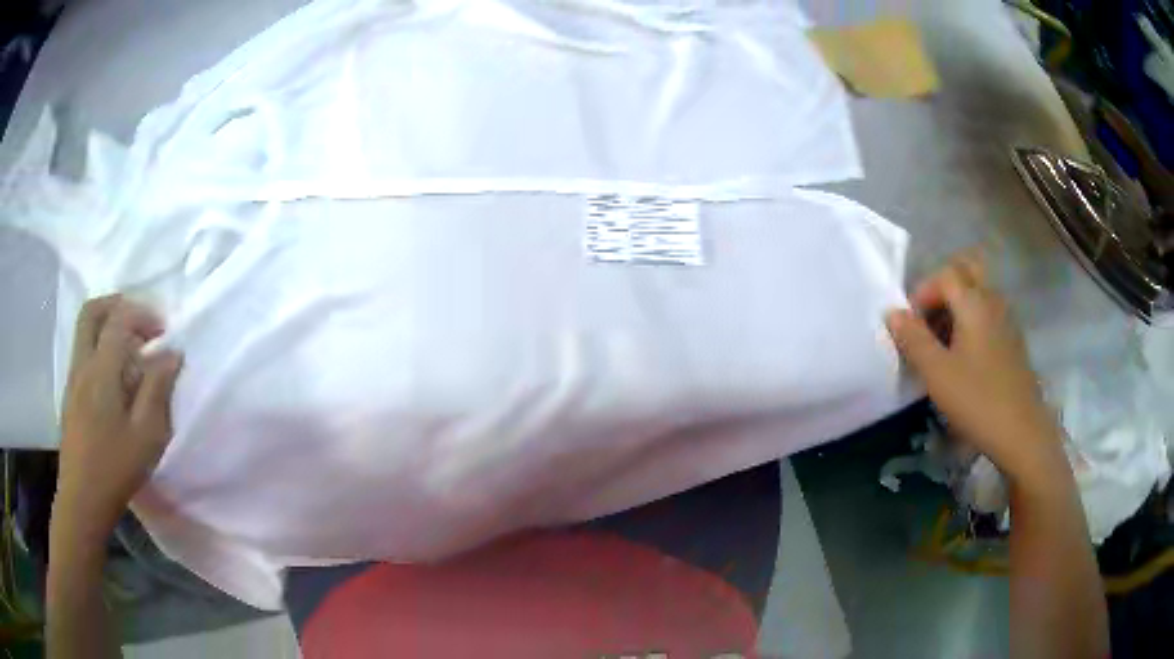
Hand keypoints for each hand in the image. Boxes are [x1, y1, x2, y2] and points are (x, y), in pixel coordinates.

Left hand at [56, 295, 182, 537]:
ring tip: (130, 352)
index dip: (143, 315)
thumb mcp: (146, 435)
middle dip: (118, 305)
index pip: (119, 319)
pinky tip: (115, 380)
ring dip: (108, 326)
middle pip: (92, 311)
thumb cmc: (115, 469)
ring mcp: (72, 378)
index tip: (163, 334)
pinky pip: (83, 352)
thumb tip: (171, 354)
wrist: (82, 499)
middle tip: (140, 324)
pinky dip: (100, 348)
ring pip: (85, 330)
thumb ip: (158, 389)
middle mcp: (82, 364)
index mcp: (101, 370)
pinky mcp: (70, 394)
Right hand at [885, 251, 1066, 486]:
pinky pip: (989, 315)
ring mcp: (1007, 321)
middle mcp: (993, 302)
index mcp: (974, 303)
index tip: (911, 327)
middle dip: (943, 289)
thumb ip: (913, 339)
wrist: (1022, 433)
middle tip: (929, 321)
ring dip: (957, 307)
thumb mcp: (936, 374)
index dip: (923, 293)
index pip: (944, 275)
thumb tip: (893, 312)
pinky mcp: (1014, 342)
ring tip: (943, 345)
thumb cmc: (977, 401)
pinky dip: (973, 323)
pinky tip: (965, 360)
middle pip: (967, 273)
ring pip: (979, 295)